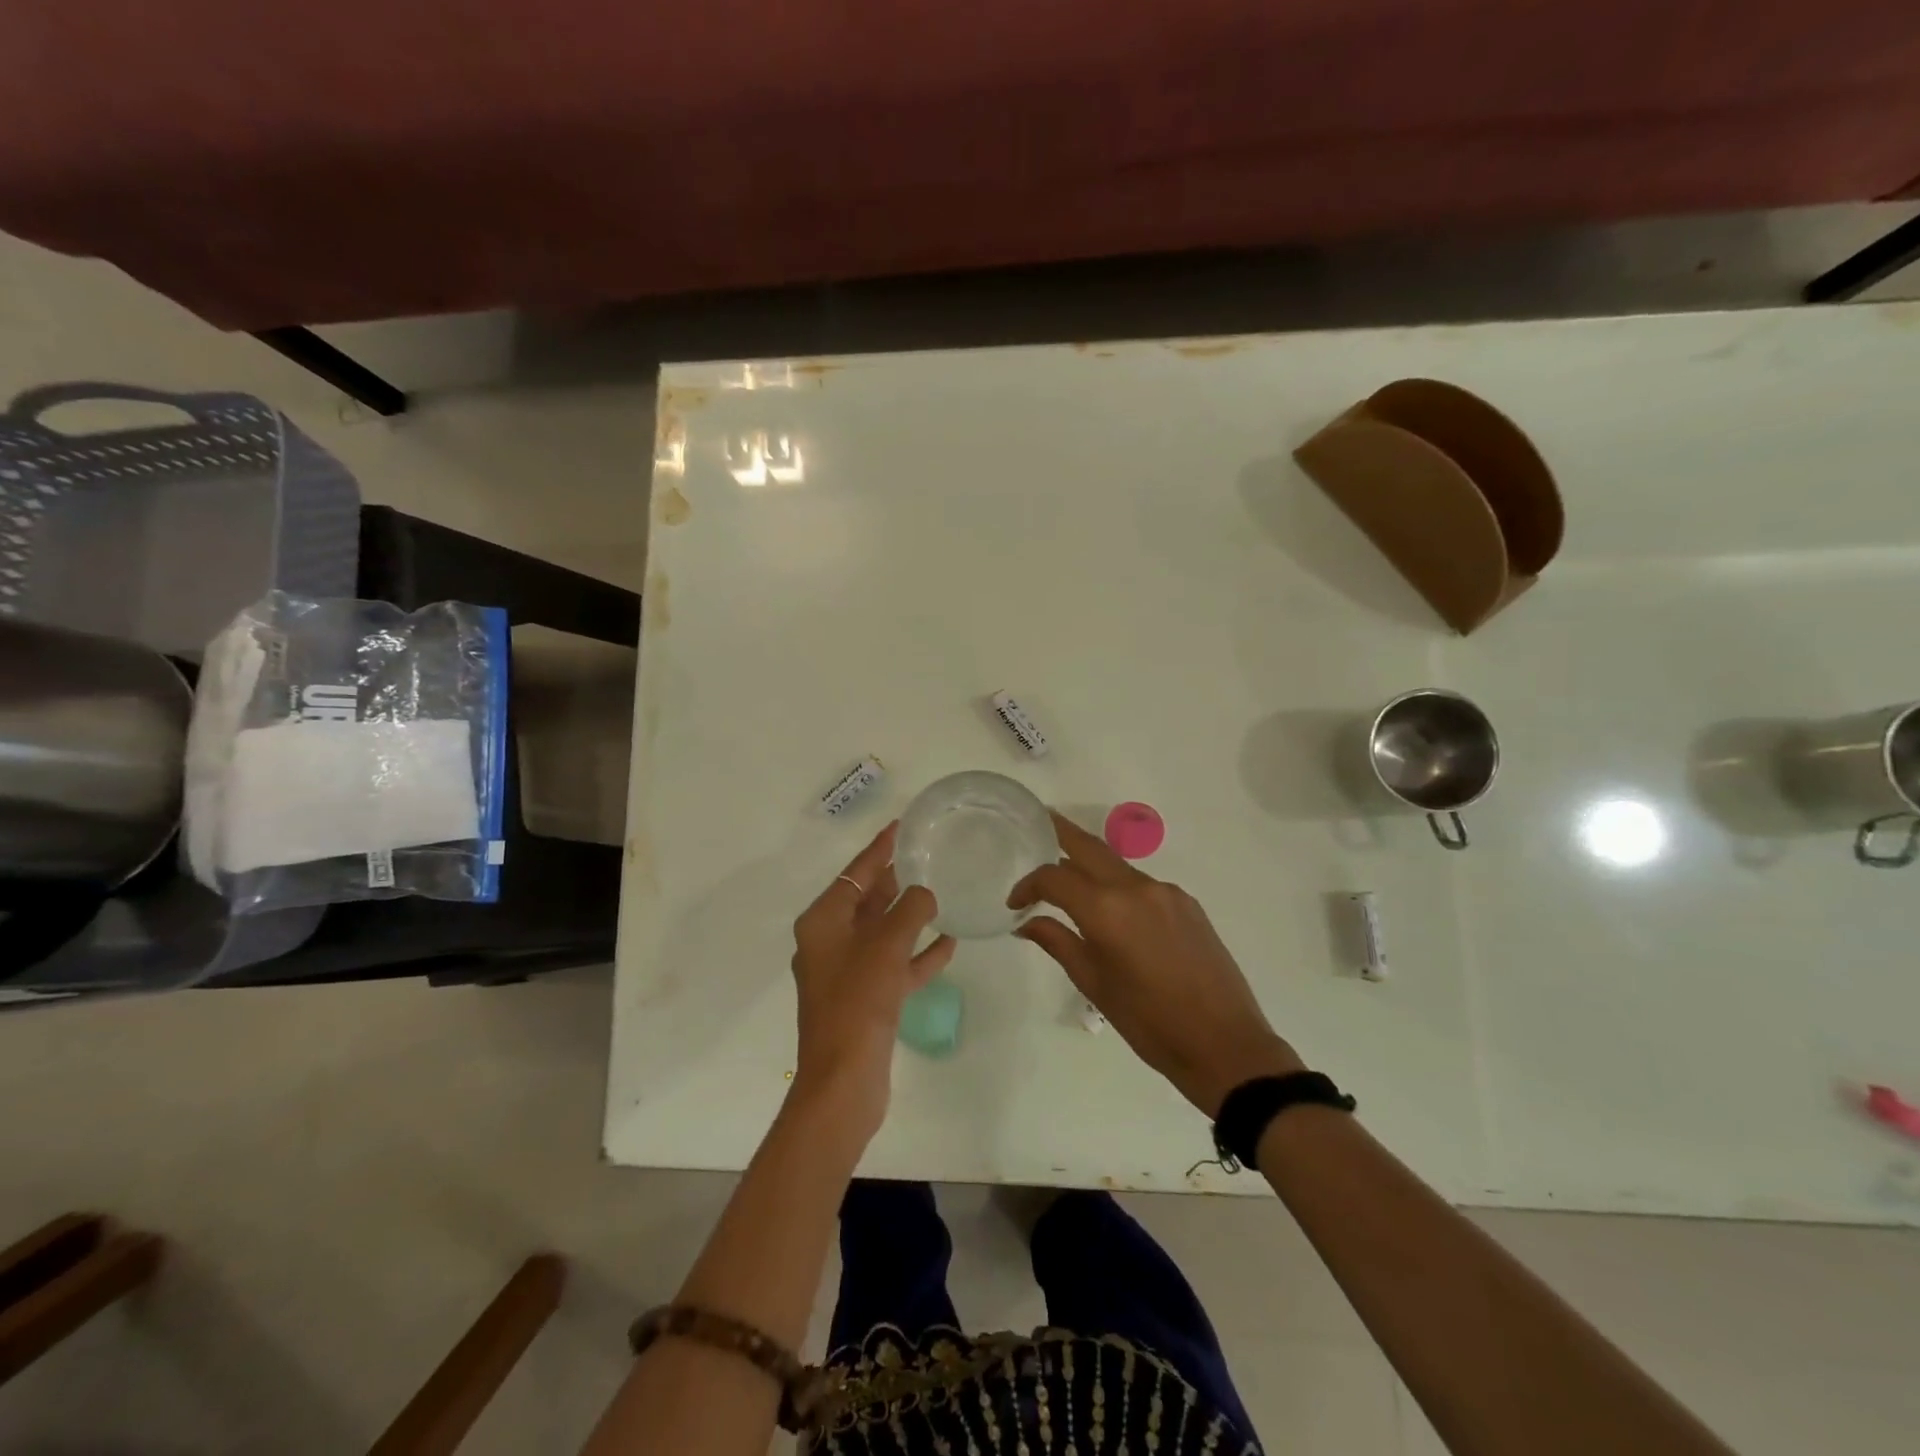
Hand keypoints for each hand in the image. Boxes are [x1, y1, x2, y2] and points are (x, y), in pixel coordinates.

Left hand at [790, 822, 956, 1137]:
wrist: (843, 1082)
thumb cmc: (858, 1002)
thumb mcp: (886, 946)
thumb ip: (910, 911)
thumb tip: (925, 893)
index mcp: (823, 922)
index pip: (855, 873)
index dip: (879, 849)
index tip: (900, 826)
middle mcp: (830, 942)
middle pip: (867, 901)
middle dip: (895, 881)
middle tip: (926, 855)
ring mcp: (847, 973)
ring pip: (883, 933)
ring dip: (909, 917)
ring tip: (941, 893)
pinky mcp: (865, 1000)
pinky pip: (894, 965)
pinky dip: (917, 954)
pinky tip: (948, 942)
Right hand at [1010, 811, 1302, 1116]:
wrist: (1226, 1045)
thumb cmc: (1150, 1023)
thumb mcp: (1095, 985)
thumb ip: (1058, 943)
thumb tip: (1026, 923)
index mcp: (1107, 909)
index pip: (1054, 878)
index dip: (1029, 885)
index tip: (1015, 904)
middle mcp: (1137, 887)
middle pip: (1089, 847)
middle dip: (1060, 833)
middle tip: (1039, 824)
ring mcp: (1167, 892)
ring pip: (1117, 865)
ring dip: (1090, 866)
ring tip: (1070, 880)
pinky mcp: (1188, 903)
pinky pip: (1142, 884)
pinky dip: (1119, 887)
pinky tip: (1114, 911)